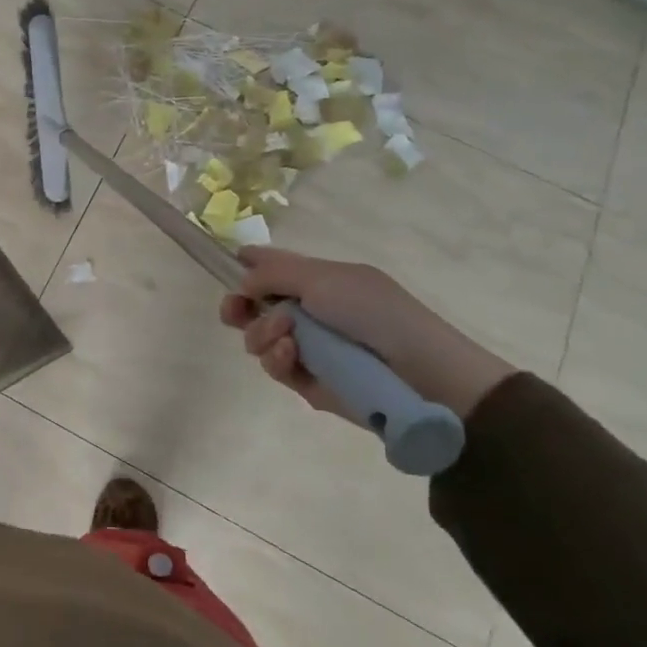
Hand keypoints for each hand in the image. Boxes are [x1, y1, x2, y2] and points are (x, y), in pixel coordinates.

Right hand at [218, 248, 512, 420]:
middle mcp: (308, 311)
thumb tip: (241, 284)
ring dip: (262, 332)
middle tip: (234, 311)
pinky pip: (274, 367)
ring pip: (257, 338)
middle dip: (238, 306)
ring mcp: (306, 347)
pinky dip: (276, 358)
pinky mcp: (307, 381)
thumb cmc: (374, 312)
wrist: (418, 372)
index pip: (273, 266)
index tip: (227, 267)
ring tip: (286, 336)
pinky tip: (290, 354)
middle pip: (254, 305)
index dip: (246, 265)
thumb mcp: (323, 278)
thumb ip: (273, 273)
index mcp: (318, 279)